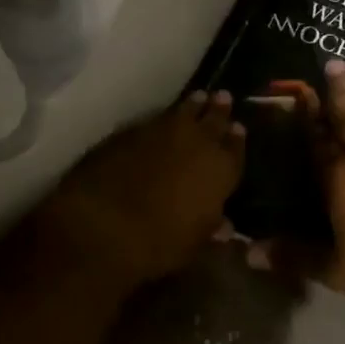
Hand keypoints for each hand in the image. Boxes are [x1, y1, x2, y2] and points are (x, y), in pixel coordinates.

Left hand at [51, 91, 245, 286]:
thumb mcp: (194, 246)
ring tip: (199, 97)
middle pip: (214, 119)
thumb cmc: (160, 242)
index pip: (235, 148)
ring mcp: (165, 131)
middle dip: (220, 110)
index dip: (237, 139)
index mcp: (221, 169)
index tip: (238, 127)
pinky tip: (165, 118)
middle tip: (223, 97)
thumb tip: (226, 226)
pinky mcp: (135, 129)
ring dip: (194, 105)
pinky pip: (158, 117)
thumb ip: (213, 232)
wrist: (106, 222)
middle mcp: (199, 142)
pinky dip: (165, 116)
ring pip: (186, 110)